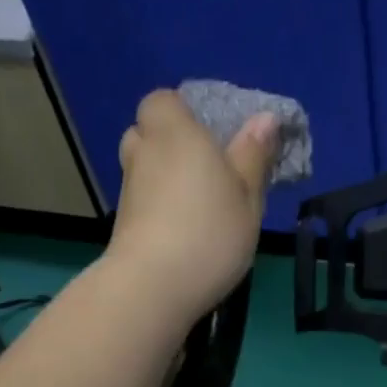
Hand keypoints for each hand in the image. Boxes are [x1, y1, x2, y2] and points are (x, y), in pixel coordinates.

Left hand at [104, 90, 278, 321]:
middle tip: (204, 176)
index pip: (164, 100)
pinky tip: (182, 239)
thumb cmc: (210, 232)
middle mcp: (143, 152)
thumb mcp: (247, 195)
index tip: (209, 140)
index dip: (183, 115)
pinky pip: (142, 205)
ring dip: (164, 184)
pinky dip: (157, 214)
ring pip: (144, 172)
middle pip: (148, 135)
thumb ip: (253, 155)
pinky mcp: (122, 225)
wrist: (154, 286)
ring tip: (197, 213)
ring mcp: (127, 191)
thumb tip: (265, 119)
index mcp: (175, 132)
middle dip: (170, 148)